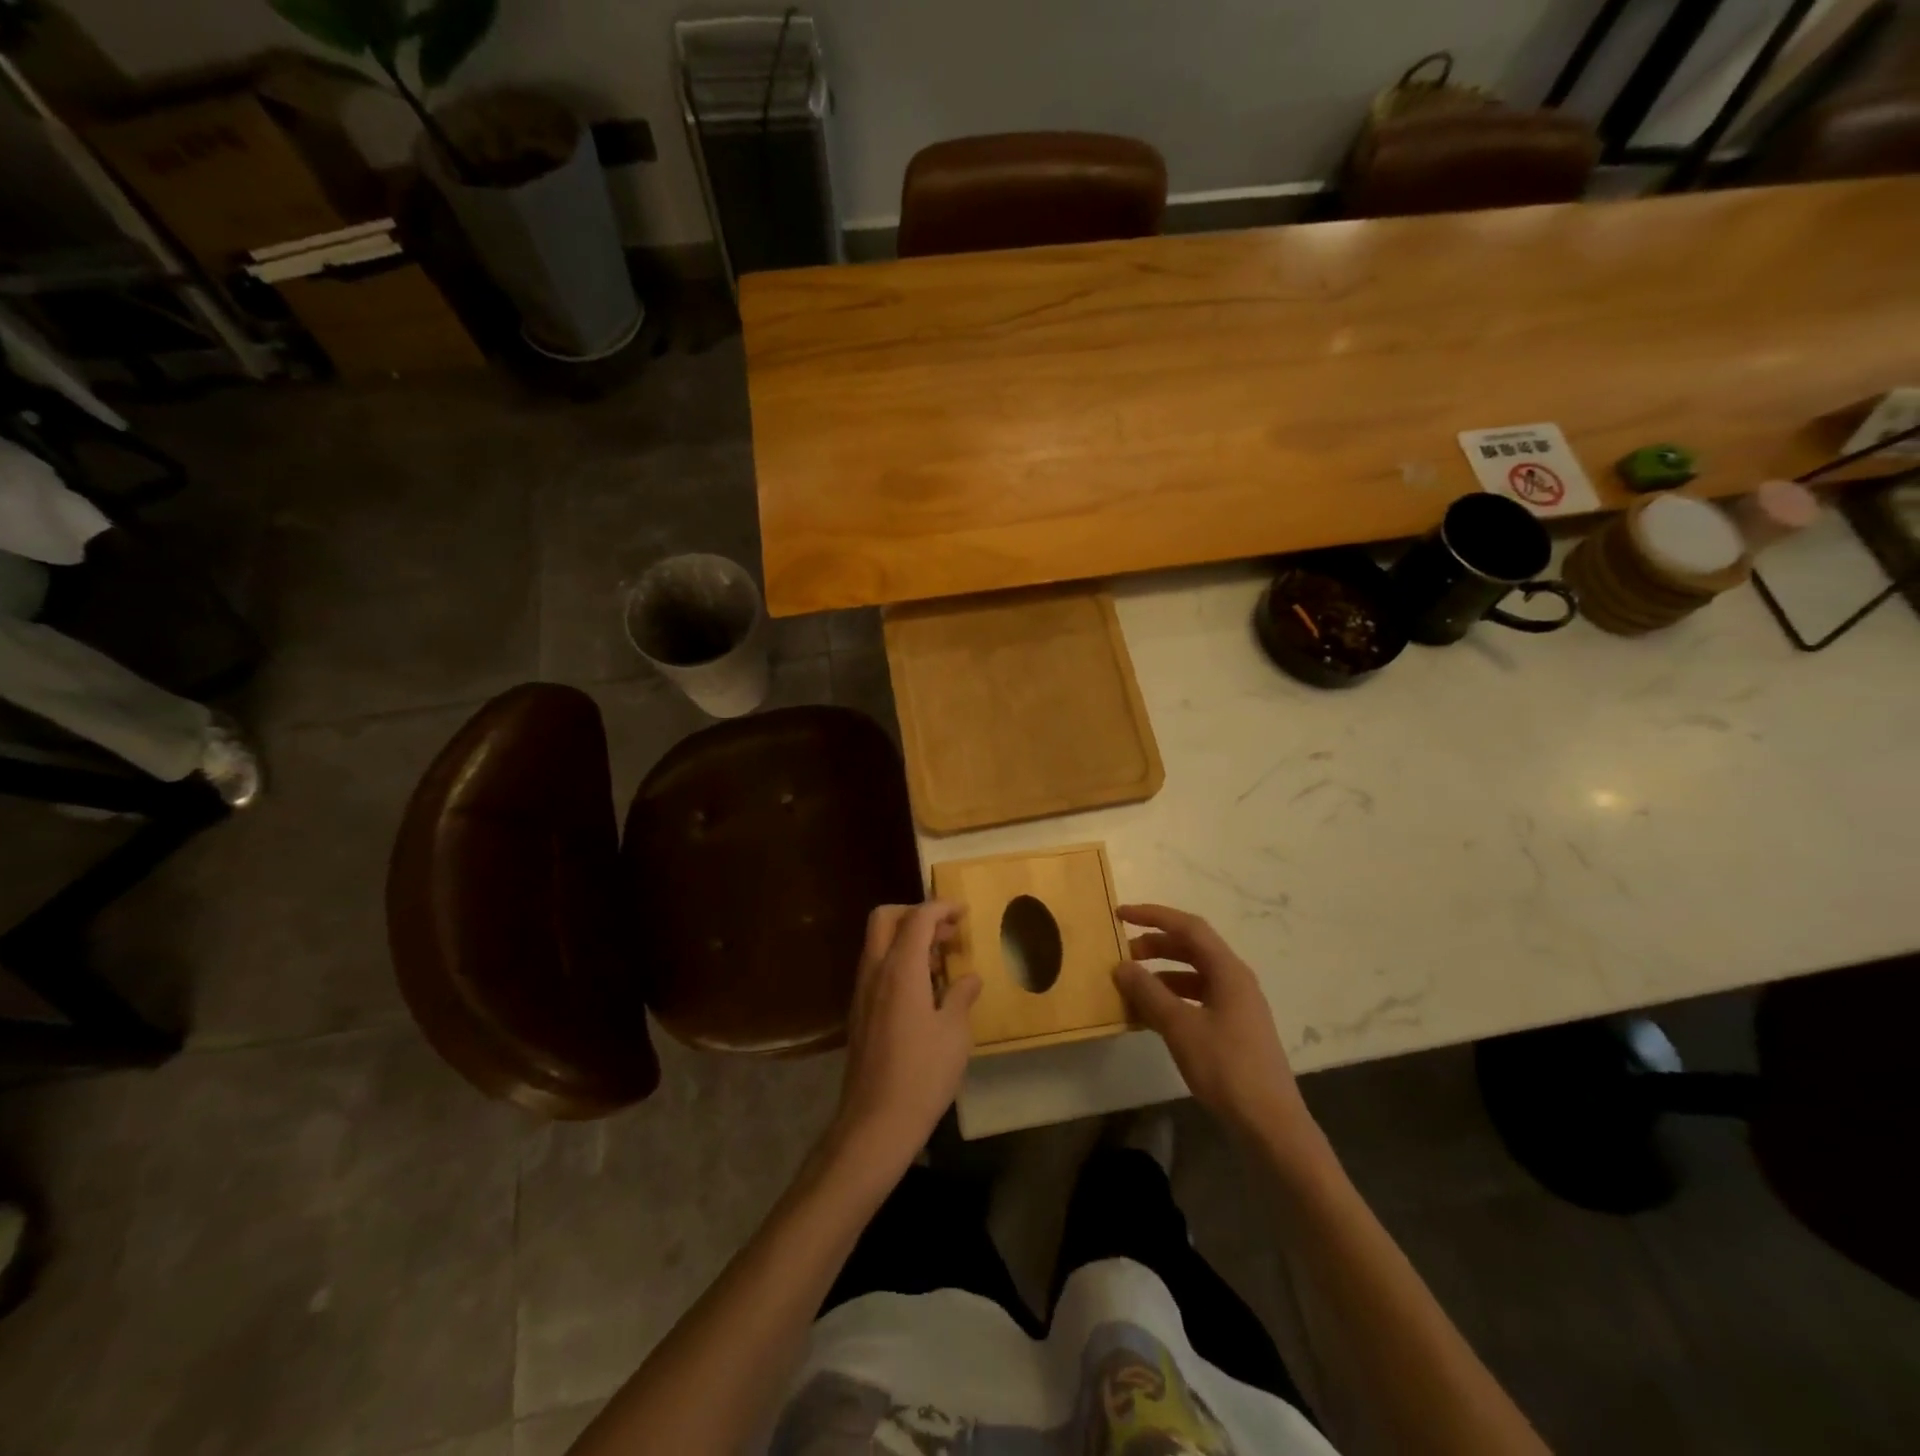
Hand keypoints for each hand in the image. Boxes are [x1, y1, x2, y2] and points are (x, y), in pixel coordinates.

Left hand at [832, 901, 980, 1167]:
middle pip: (885, 919)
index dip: (940, 907)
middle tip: (946, 931)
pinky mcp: (859, 1012)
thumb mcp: (954, 1034)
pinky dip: (898, 961)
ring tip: (941, 959)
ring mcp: (862, 992)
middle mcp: (875, 971)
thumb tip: (968, 979)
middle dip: (915, 913)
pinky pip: (876, 968)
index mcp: (900, 970)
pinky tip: (924, 989)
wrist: (876, 1121)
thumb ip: (961, 997)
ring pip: (878, 943)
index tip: (962, 911)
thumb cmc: (922, 1074)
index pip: (917, 918)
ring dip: (906, 938)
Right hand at [1113, 904, 1313, 1140]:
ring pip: (1193, 975)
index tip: (1120, 915)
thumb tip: (1121, 966)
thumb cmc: (1226, 1068)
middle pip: (1191, 948)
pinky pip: (1197, 999)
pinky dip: (1171, 998)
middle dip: (1155, 945)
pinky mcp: (1234, 1029)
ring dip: (1161, 973)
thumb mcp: (1180, 1027)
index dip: (1153, 915)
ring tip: (1131, 985)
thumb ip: (1149, 993)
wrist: (1270, 1125)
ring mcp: (1237, 1005)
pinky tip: (1150, 1015)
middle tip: (1122, 954)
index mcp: (1228, 971)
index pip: (1188, 927)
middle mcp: (1235, 980)